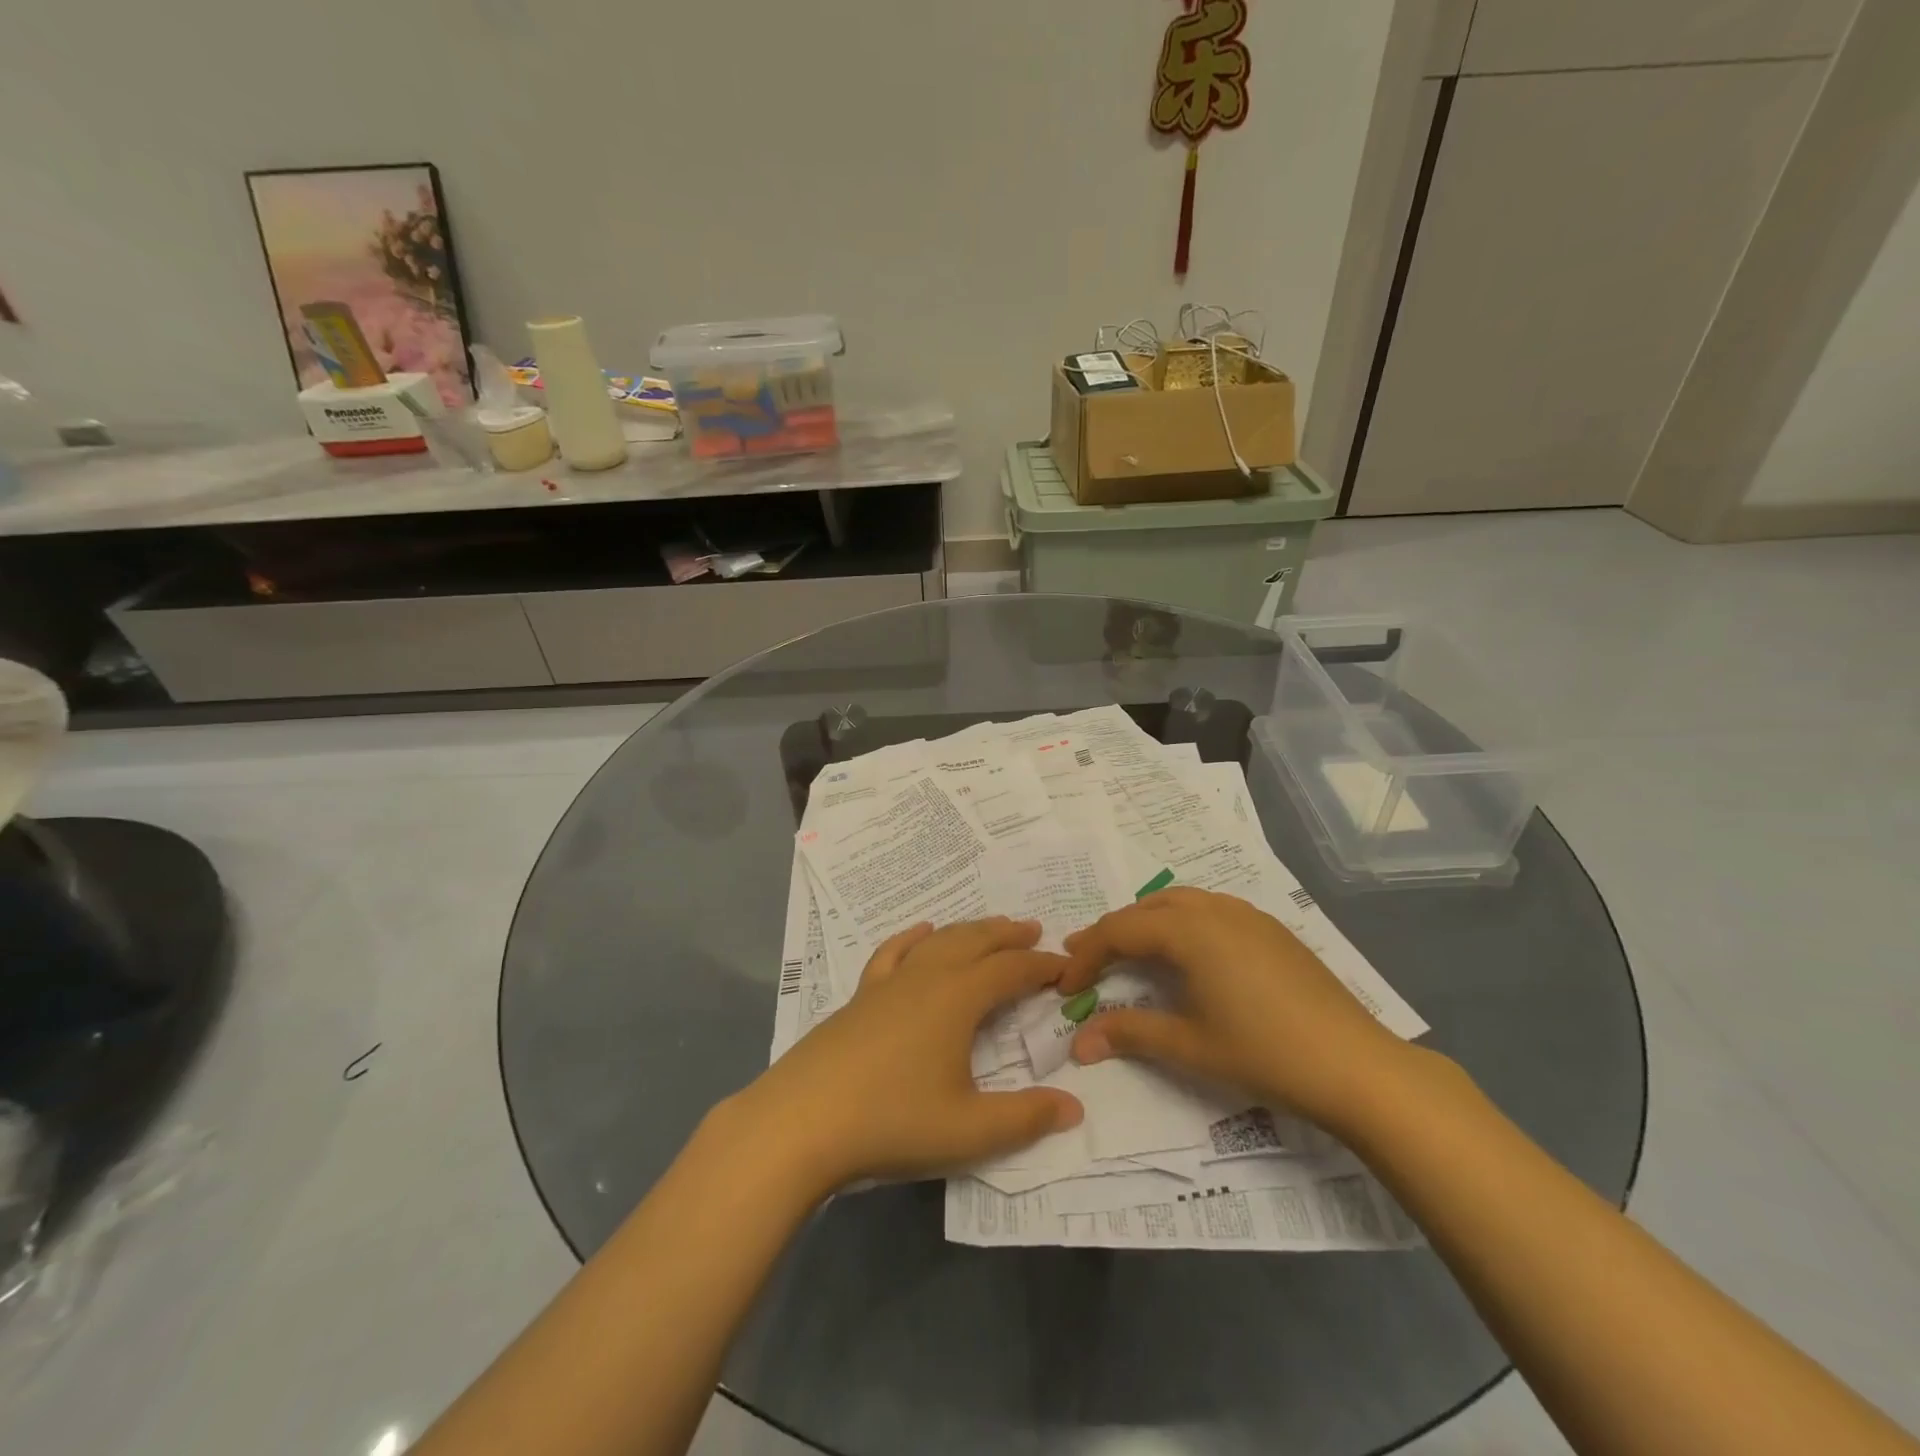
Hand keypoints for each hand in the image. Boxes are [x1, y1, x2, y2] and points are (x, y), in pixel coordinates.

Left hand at [729, 918, 1082, 1194]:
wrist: (801, 1121)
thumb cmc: (892, 1122)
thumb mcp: (968, 1131)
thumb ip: (1026, 1119)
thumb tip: (1076, 1108)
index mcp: (957, 998)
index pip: (1011, 970)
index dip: (1042, 966)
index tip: (1066, 968)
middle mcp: (926, 977)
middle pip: (975, 942)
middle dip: (1008, 935)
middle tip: (1035, 930)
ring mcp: (888, 983)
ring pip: (938, 941)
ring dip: (969, 931)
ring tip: (990, 928)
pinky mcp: (860, 996)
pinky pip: (893, 952)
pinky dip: (913, 937)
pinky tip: (920, 932)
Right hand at [1058, 887, 1416, 1130]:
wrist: (1357, 1066)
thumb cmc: (1265, 1054)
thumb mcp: (1189, 1046)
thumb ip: (1129, 1034)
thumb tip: (1078, 1043)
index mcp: (1189, 930)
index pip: (1119, 930)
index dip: (1086, 955)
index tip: (1065, 986)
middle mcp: (1214, 909)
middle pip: (1146, 908)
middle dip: (1112, 932)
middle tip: (1086, 960)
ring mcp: (1247, 915)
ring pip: (1180, 902)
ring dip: (1146, 922)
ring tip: (1128, 951)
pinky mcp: (1270, 929)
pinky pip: (1210, 909)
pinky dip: (1181, 923)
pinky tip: (1186, 954)